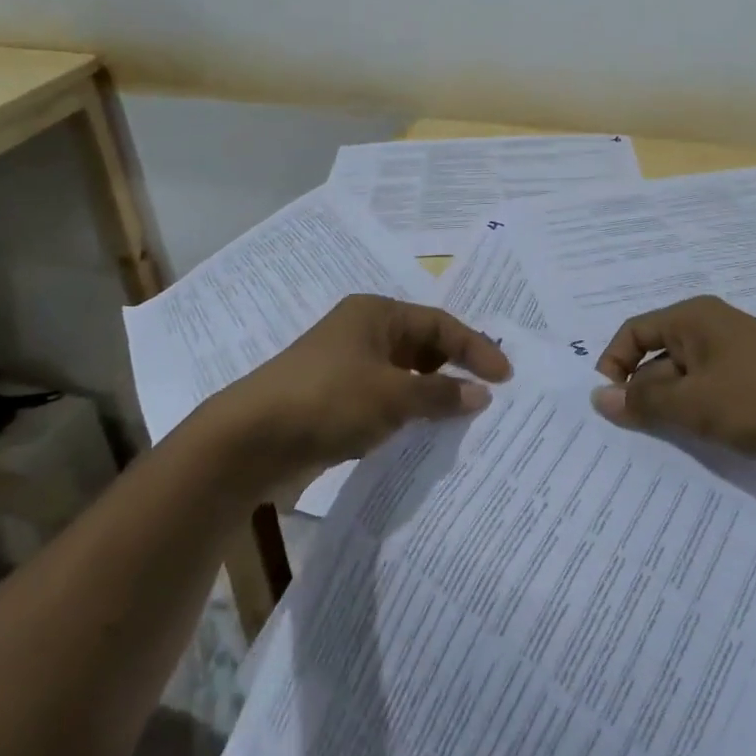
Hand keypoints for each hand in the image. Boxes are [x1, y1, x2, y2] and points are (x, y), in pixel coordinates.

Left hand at [208, 295, 510, 484]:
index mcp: (376, 314)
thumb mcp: (391, 395)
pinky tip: (424, 436)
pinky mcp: (335, 400)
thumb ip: (439, 393)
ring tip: (464, 418)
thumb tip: (481, 394)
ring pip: (404, 376)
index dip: (475, 348)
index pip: (439, 325)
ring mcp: (347, 367)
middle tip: (489, 395)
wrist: (249, 440)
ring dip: (432, 394)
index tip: (505, 377)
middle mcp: (363, 332)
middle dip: (455, 368)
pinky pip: (385, 401)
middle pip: (423, 345)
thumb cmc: (327, 400)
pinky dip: (407, 414)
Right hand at [591, 296, 755, 483]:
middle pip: (656, 363)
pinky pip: (709, 410)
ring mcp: (732, 368)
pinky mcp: (750, 399)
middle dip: (639, 399)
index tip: (604, 406)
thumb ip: (644, 401)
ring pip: (683, 391)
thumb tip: (598, 397)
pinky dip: (694, 430)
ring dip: (667, 419)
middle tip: (618, 442)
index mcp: (693, 320)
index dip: (613, 364)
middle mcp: (709, 337)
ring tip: (645, 457)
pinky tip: (682, 461)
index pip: (634, 332)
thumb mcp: (694, 401)